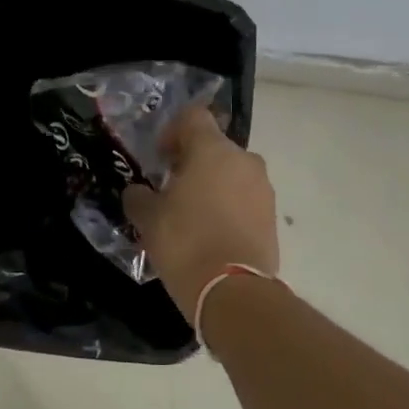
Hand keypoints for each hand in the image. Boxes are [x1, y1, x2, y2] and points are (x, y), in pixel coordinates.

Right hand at [122, 107, 279, 317]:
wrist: (233, 291)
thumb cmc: (185, 242)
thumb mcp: (148, 218)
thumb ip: (138, 197)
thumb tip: (137, 192)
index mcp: (212, 150)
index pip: (193, 116)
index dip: (172, 131)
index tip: (159, 157)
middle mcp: (243, 160)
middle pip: (214, 146)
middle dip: (191, 162)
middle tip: (170, 188)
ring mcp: (263, 188)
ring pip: (231, 173)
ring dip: (211, 184)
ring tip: (190, 214)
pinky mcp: (271, 216)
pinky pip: (244, 198)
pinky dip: (227, 206)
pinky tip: (209, 232)